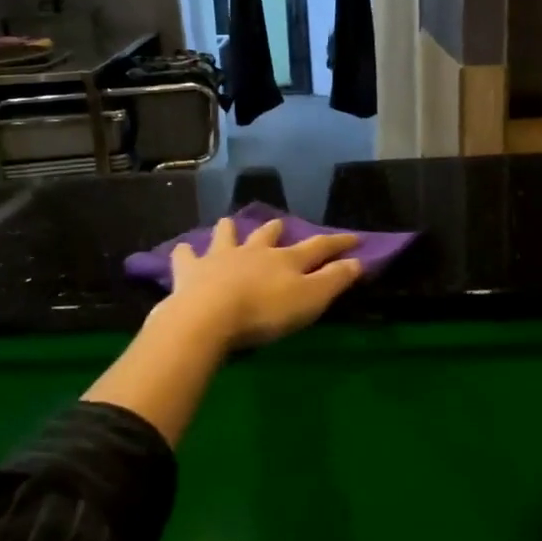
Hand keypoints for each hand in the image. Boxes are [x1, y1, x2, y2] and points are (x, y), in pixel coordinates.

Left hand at [165, 216, 362, 350]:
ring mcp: (220, 256)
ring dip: (230, 230)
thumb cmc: (265, 312)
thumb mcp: (310, 300)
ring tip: (229, 225)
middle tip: (280, 225)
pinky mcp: (191, 270)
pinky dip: (186, 252)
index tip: (354, 237)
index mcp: (285, 259)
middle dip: (276, 229)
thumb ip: (334, 280)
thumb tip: (357, 261)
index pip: (318, 246)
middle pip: (268, 235)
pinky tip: (184, 252)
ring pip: (227, 235)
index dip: (338, 242)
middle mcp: (254, 251)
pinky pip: (186, 255)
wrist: (210, 315)